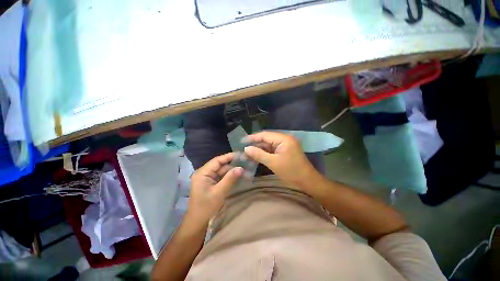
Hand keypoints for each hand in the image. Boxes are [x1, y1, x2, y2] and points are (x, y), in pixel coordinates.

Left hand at [187, 153, 242, 224]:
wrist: (197, 223)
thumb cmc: (206, 207)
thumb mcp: (219, 192)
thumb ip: (230, 179)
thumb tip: (241, 168)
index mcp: (203, 173)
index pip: (217, 160)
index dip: (229, 157)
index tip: (240, 155)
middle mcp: (204, 173)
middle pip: (220, 165)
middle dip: (232, 165)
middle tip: (245, 164)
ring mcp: (207, 178)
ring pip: (222, 171)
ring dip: (232, 171)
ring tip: (244, 170)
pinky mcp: (211, 183)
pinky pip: (221, 177)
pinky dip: (229, 177)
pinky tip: (238, 176)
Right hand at [243, 131, 320, 188]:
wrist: (307, 182)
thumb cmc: (291, 172)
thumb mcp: (273, 163)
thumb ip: (258, 154)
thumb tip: (246, 148)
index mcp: (283, 139)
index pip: (264, 135)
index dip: (252, 138)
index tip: (241, 141)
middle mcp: (284, 139)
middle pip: (266, 139)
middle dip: (255, 145)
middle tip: (243, 149)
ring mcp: (285, 145)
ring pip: (268, 145)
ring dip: (259, 149)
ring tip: (247, 154)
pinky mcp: (284, 151)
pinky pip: (272, 150)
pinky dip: (264, 153)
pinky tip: (256, 156)